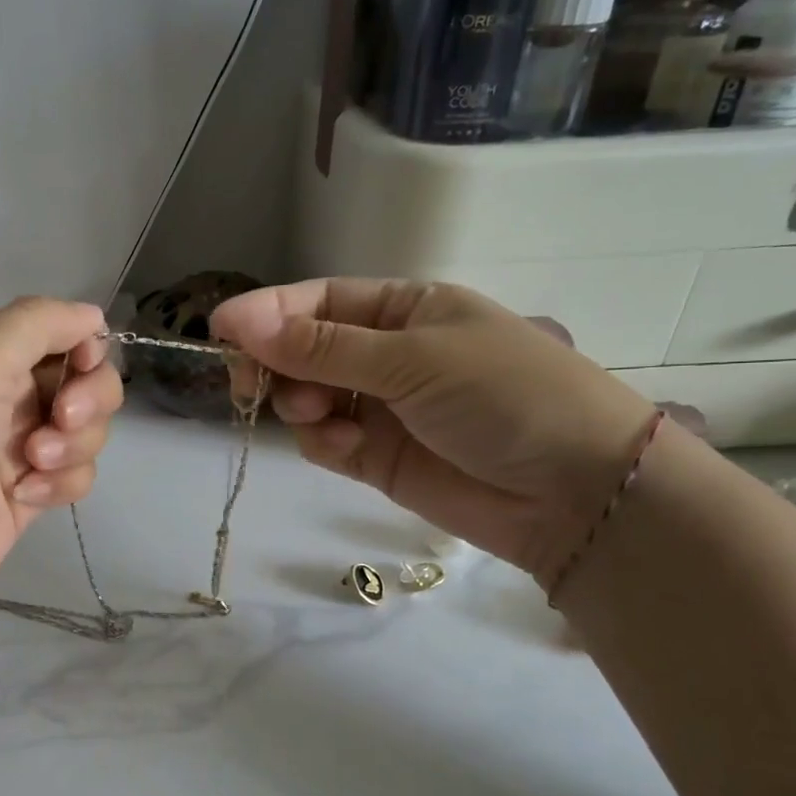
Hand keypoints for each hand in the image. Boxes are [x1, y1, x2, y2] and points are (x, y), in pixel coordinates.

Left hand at [0, 297, 122, 646]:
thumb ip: (36, 323)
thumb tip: (93, 317)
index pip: (64, 330)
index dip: (85, 345)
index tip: (79, 368)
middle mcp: (7, 394)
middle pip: (86, 379)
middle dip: (87, 399)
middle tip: (58, 420)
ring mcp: (19, 447)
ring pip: (88, 430)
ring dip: (73, 446)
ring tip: (30, 468)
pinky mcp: (29, 495)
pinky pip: (76, 475)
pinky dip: (62, 484)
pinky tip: (26, 500)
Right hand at [211, 279, 657, 581]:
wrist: (576, 493)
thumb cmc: (504, 395)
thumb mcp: (412, 358)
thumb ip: (321, 347)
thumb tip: (238, 321)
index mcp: (402, 309)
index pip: (316, 302)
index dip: (266, 313)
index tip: (219, 330)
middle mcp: (385, 354)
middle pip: (301, 350)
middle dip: (275, 364)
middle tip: (251, 383)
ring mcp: (379, 407)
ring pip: (304, 398)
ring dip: (299, 405)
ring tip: (323, 418)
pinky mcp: (376, 457)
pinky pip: (324, 440)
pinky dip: (322, 442)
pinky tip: (346, 448)